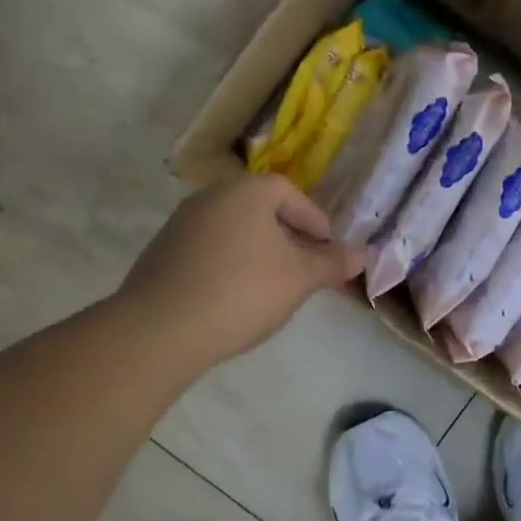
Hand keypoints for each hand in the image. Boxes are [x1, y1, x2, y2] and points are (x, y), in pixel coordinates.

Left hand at [118, 175, 363, 369]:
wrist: (159, 329)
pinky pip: (209, 247)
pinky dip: (230, 262)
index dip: (315, 222)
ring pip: (235, 228)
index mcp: (247, 191)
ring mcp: (182, 222)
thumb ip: (332, 263)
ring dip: (259, 250)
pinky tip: (234, 295)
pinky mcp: (162, 250)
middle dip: (289, 236)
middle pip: (261, 209)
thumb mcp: (299, 279)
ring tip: (273, 285)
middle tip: (305, 268)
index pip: (291, 194)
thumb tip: (361, 254)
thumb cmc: (242, 292)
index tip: (328, 251)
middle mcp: (212, 195)